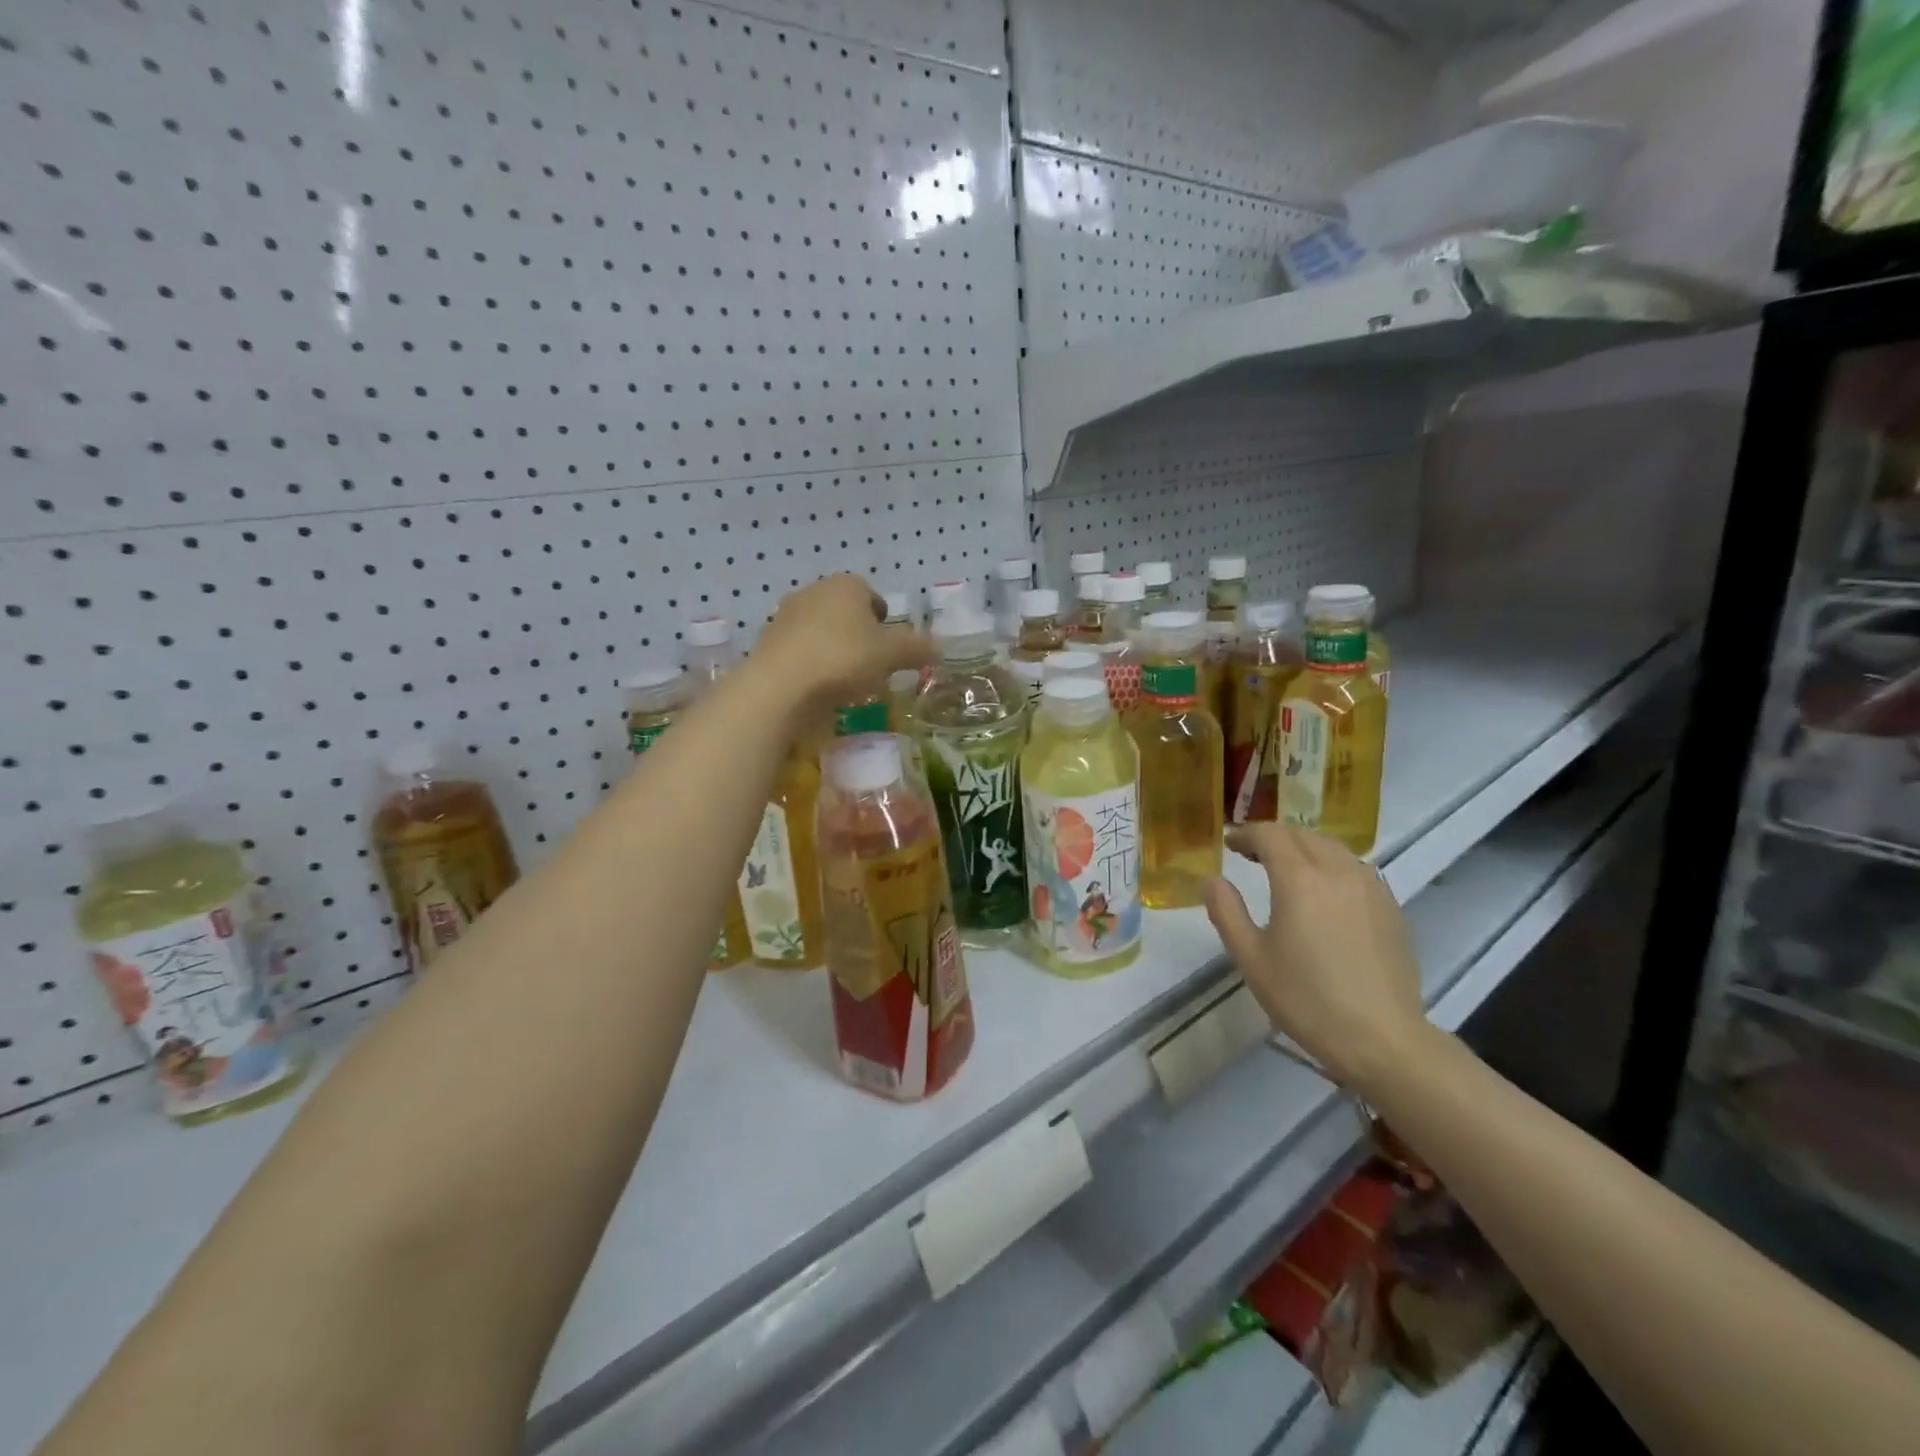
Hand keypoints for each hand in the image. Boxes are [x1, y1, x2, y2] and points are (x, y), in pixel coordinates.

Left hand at [752, 574, 933, 715]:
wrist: (779, 686)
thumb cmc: (843, 659)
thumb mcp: (891, 655)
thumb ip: (917, 648)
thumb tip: (940, 646)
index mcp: (846, 585)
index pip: (872, 595)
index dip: (884, 621)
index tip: (889, 648)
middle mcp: (813, 591)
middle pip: (845, 612)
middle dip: (858, 635)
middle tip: (871, 666)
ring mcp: (786, 616)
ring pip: (821, 631)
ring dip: (834, 650)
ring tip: (845, 681)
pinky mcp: (768, 643)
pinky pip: (800, 651)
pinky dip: (812, 665)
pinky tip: (818, 688)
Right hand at [1204, 823, 1430, 1088]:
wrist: (1382, 1038)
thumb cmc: (1306, 999)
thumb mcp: (1251, 958)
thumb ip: (1226, 912)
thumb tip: (1211, 880)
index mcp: (1299, 879)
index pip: (1269, 834)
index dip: (1245, 834)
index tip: (1229, 844)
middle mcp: (1337, 870)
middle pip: (1302, 834)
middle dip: (1273, 837)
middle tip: (1250, 854)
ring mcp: (1370, 886)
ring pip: (1331, 847)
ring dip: (1303, 847)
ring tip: (1286, 868)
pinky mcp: (1390, 906)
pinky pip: (1354, 868)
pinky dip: (1330, 865)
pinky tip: (1323, 892)